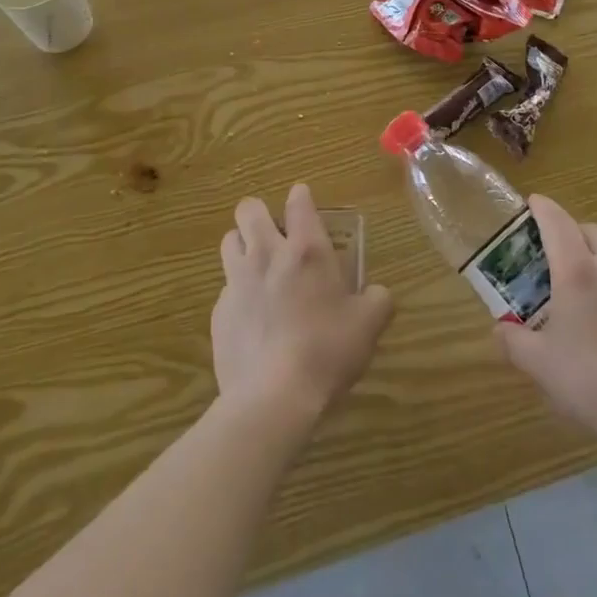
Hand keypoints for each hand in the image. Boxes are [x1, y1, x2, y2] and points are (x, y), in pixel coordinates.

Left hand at [212, 185, 392, 427]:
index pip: (298, 201)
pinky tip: (253, 318)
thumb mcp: (369, 325)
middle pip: (249, 210)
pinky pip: (225, 288)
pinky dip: (237, 292)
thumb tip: (377, 293)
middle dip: (260, 214)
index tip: (306, 207)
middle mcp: (266, 254)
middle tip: (276, 236)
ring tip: (259, 268)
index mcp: (306, 249)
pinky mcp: (219, 312)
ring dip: (243, 246)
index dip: (302, 198)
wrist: (273, 397)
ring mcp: (237, 282)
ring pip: (229, 241)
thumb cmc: (327, 351)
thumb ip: (378, 300)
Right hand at [496, 196, 596, 447]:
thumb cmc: (590, 382)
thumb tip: (499, 330)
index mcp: (577, 271)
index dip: (542, 207)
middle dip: (571, 232)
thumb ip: (513, 341)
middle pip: (590, 230)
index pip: (557, 221)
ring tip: (588, 281)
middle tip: (555, 255)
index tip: (532, 203)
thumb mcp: (539, 365)